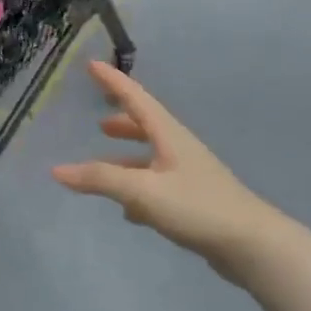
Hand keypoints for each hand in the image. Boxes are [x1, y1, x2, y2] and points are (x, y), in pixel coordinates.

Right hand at [51, 61, 280, 274]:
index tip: (92, 64)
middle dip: (123, 122)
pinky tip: (127, 211)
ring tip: (102, 165)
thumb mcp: (142, 191)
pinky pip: (157, 186)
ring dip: (127, 158)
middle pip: (147, 127)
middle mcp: (180, 150)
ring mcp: (189, 176)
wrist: (253, 246)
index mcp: (169, 136)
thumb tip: (57, 170)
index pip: (136, 99)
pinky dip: (138, 190)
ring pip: (151, 159)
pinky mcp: (194, 202)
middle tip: (99, 121)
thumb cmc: (197, 207)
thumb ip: (99, 180)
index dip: (113, 82)